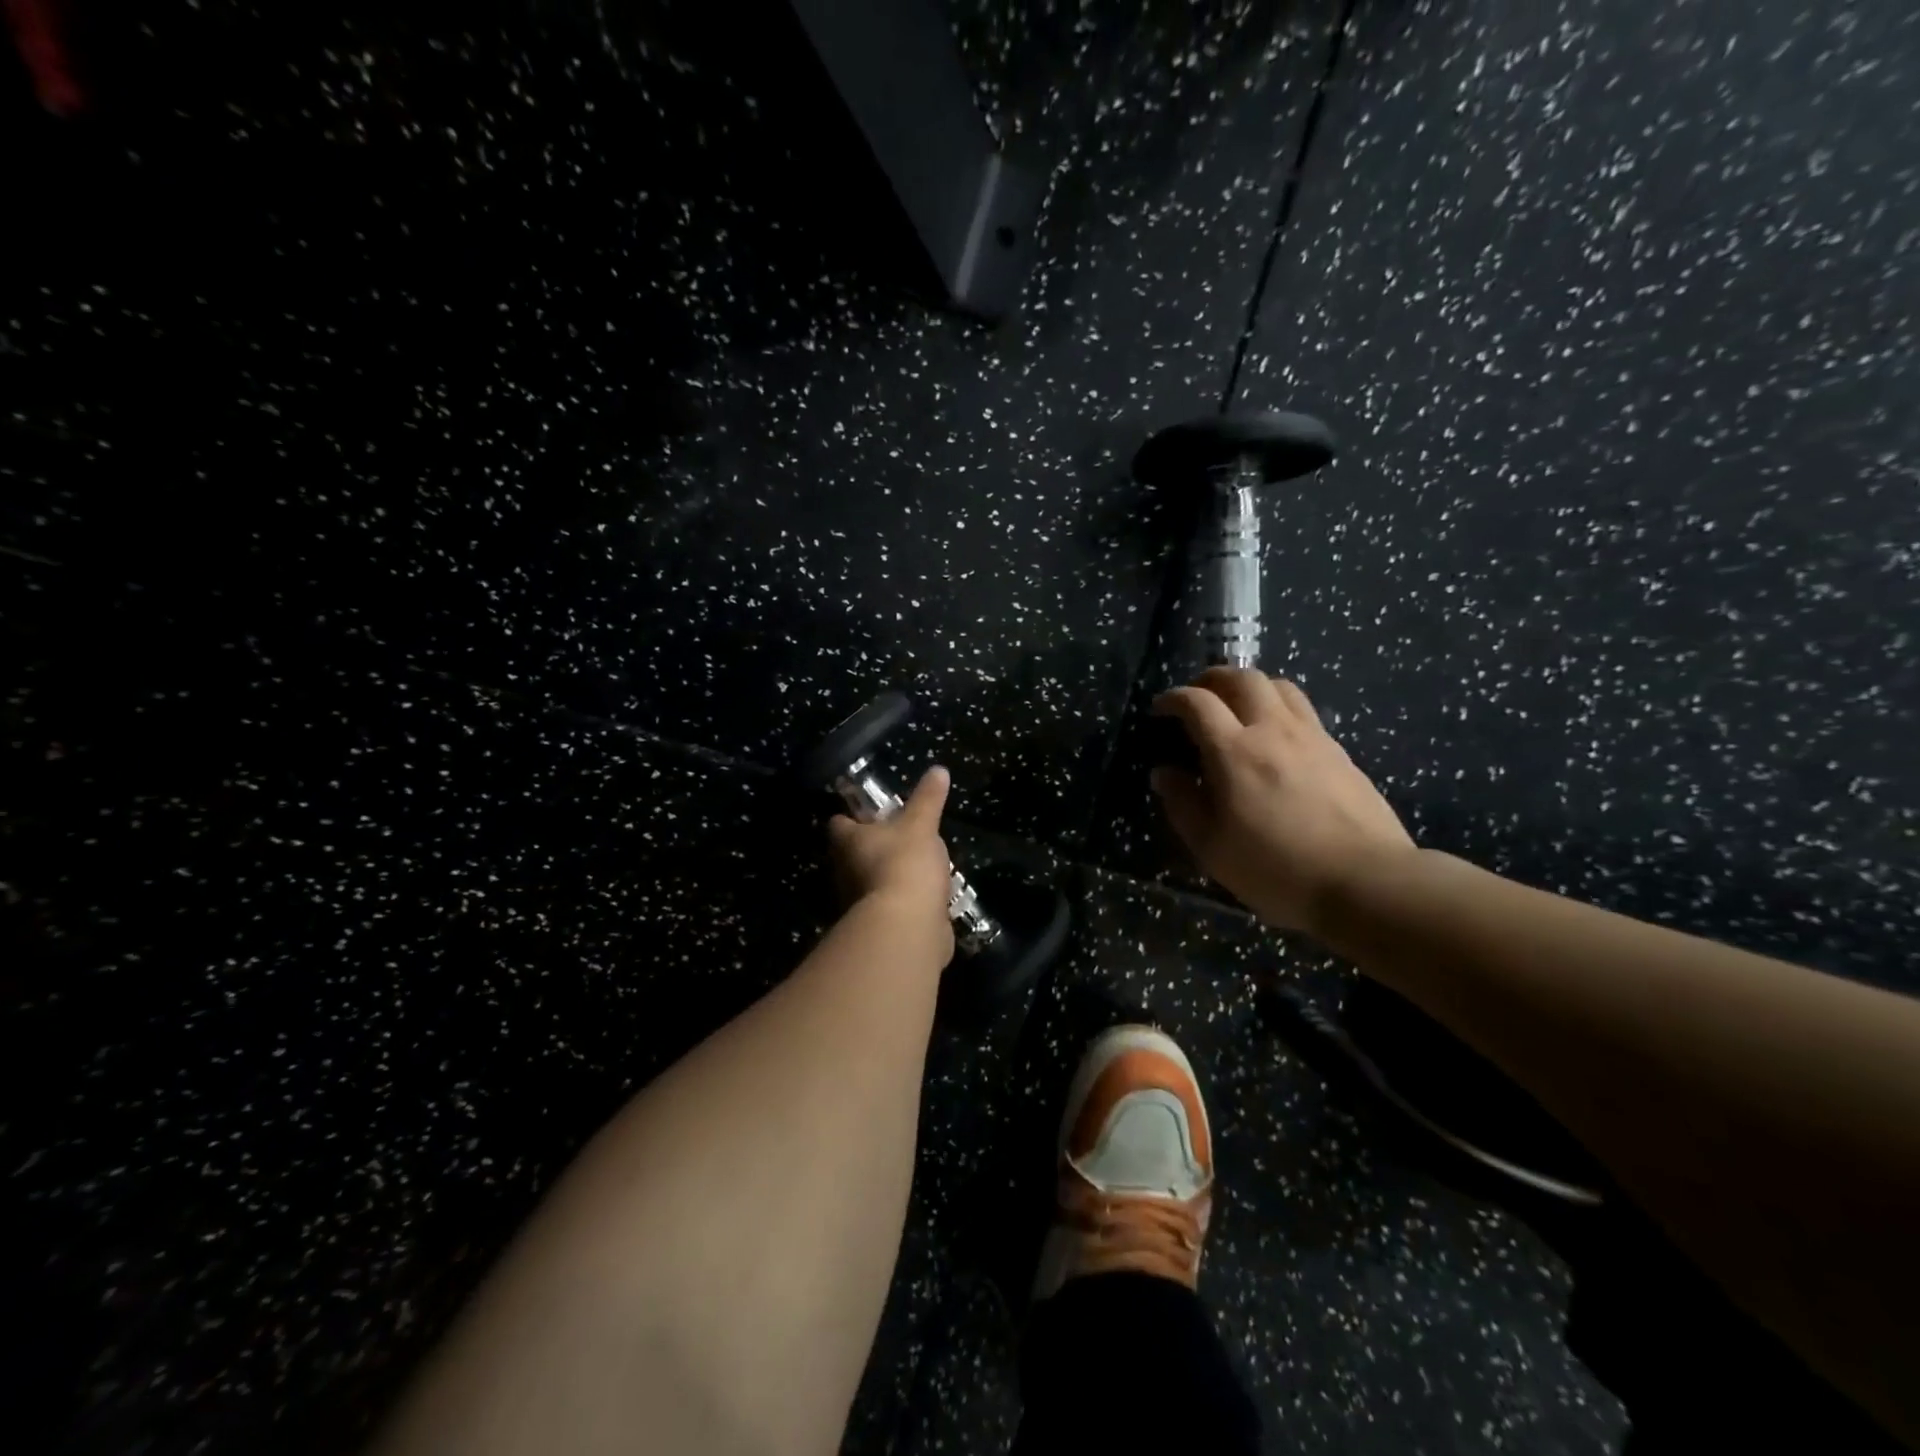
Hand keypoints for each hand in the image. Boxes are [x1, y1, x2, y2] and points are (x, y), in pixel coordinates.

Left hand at [827, 766, 954, 956]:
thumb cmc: (905, 863)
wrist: (908, 926)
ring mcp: (860, 903)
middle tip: (900, 837)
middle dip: (873, 848)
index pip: (839, 823)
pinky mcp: (880, 926)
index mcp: (848, 842)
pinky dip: (905, 902)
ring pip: (871, 883)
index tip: (869, 812)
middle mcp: (845, 872)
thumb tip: (938, 769)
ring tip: (918, 866)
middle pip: (853, 855)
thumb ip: (928, 798)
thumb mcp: (922, 824)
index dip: (851, 816)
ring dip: (890, 876)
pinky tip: (927, 897)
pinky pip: (892, 907)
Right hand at [1150, 668, 1414, 932]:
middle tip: (1199, 696)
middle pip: (1242, 678)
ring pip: (1279, 686)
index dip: (1173, 698)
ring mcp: (1312, 737)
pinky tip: (1276, 738)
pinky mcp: (1340, 751)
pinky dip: (1280, 708)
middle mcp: (1272, 730)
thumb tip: (1164, 772)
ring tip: (1239, 708)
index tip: (1161, 708)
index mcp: (1234, 752)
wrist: (1365, 880)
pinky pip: (1304, 710)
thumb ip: (1182, 804)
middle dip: (1213, 678)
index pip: (1197, 703)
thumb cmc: (1276, 868)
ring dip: (1251, 686)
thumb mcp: (1211, 847)